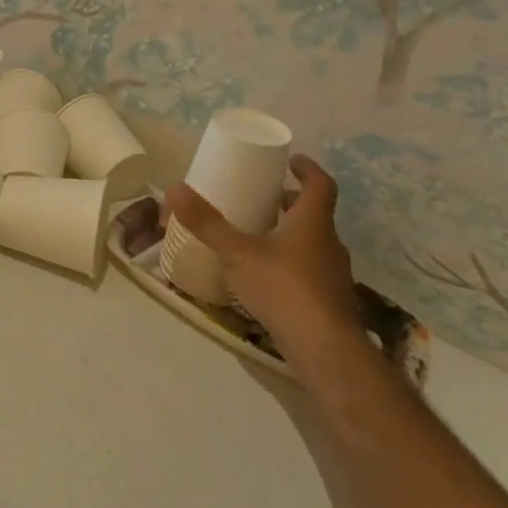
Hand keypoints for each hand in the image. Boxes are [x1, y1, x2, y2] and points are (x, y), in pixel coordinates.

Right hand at [165, 155, 359, 355]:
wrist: (323, 348)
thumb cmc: (283, 287)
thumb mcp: (237, 252)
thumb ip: (207, 223)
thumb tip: (175, 188)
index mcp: (313, 223)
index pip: (321, 185)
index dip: (307, 169)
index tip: (291, 160)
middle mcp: (329, 244)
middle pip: (314, 214)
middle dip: (291, 203)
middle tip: (265, 198)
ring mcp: (332, 275)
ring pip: (313, 243)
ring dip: (291, 234)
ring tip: (260, 235)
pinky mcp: (328, 301)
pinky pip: (310, 270)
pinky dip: (291, 263)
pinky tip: (267, 276)